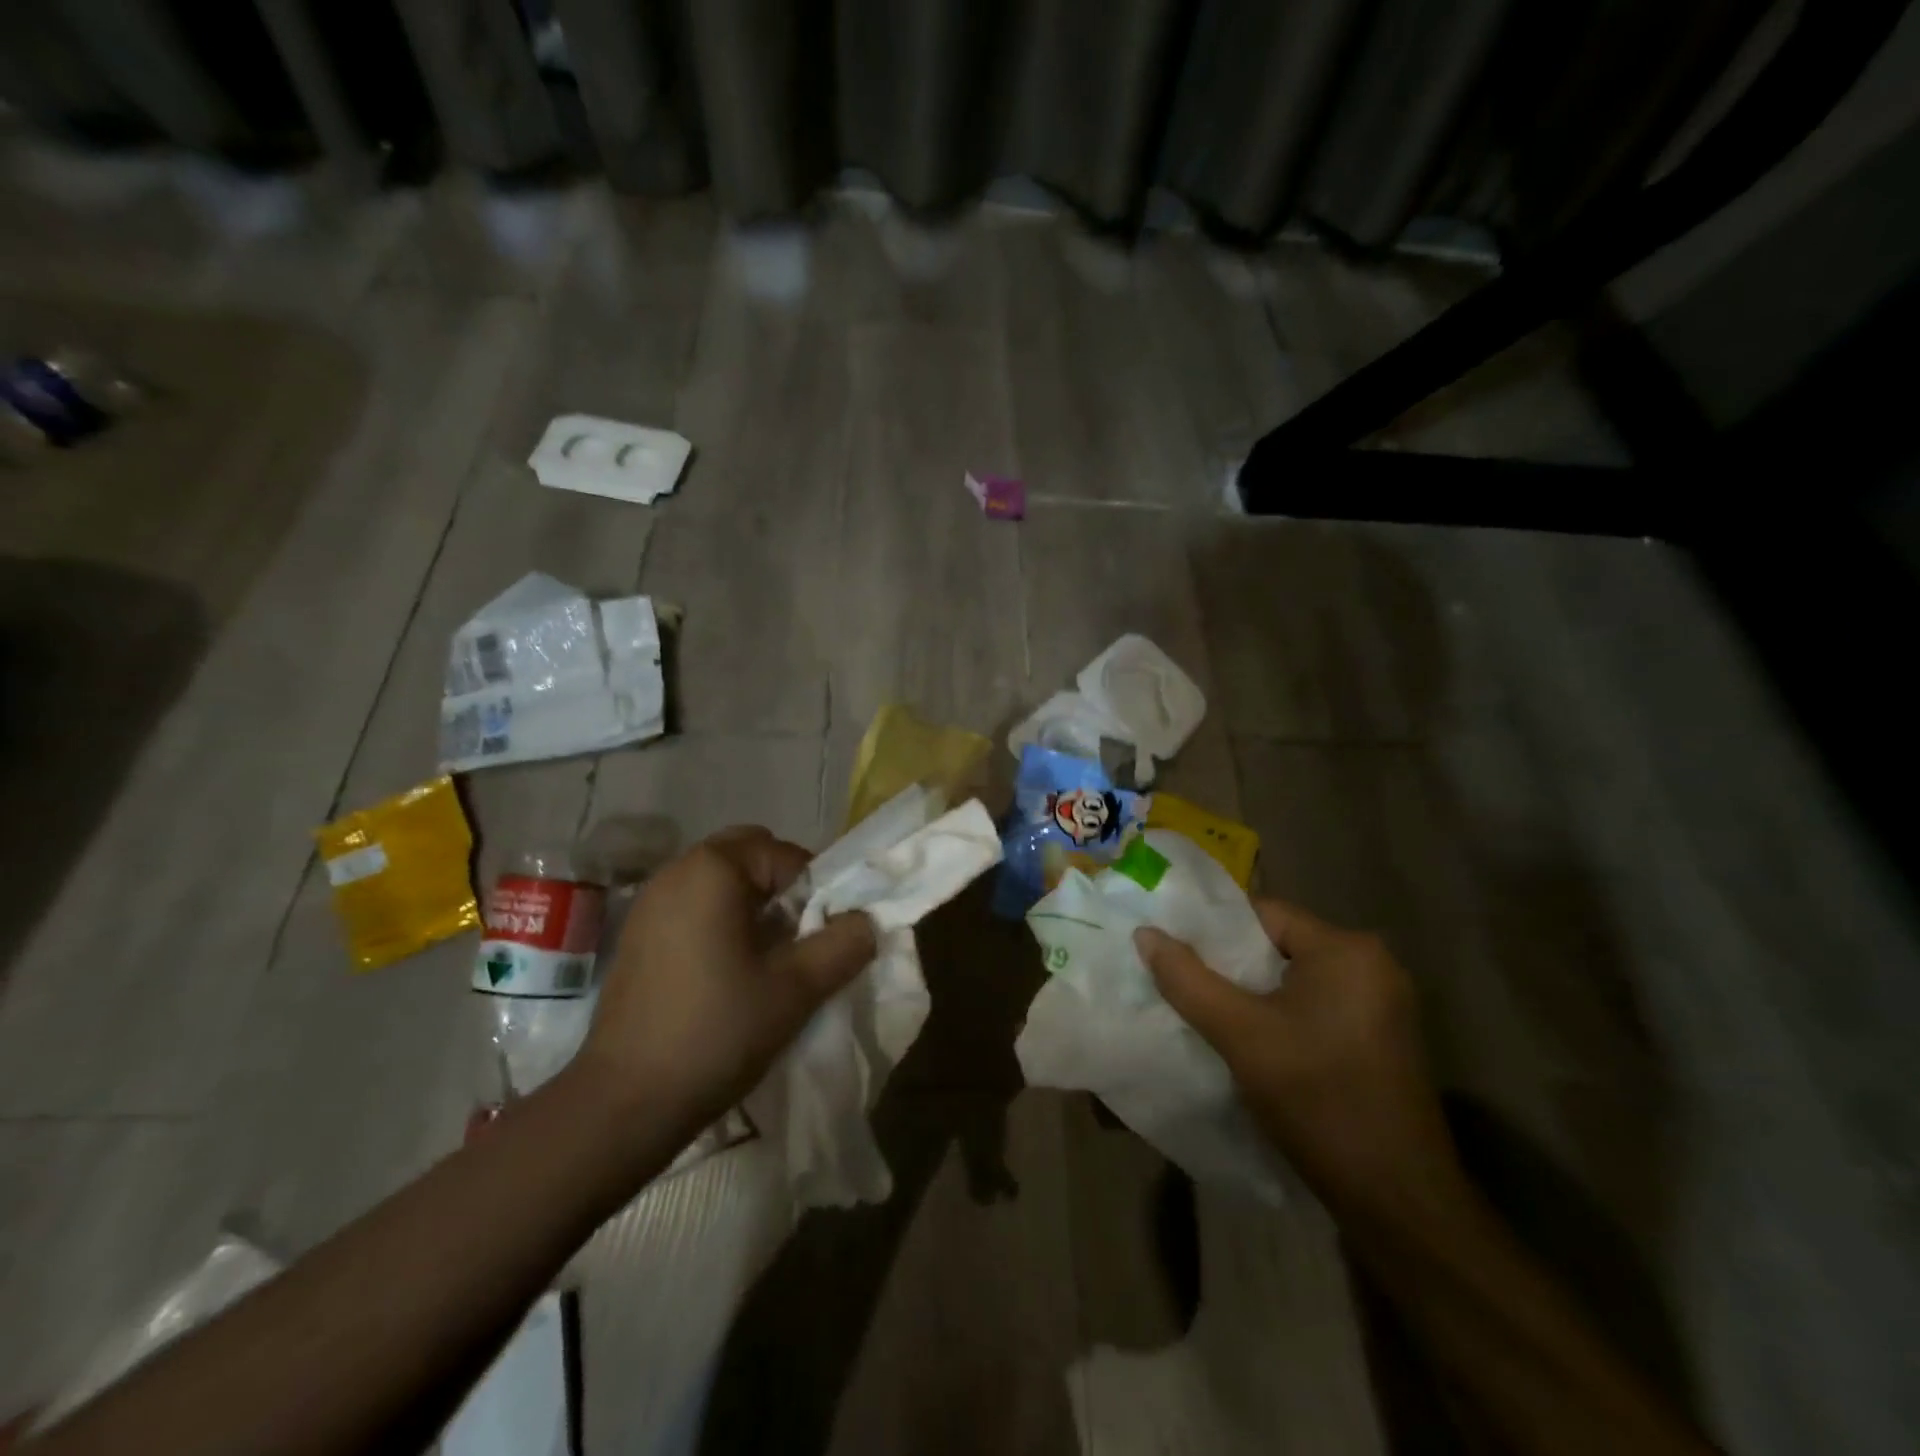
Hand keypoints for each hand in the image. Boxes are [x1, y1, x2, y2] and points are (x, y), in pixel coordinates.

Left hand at [577, 826, 875, 1134]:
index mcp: (713, 870)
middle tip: (798, 938)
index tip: (824, 935)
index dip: (816, 889)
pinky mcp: (637, 934)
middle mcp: (676, 872)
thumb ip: (843, 945)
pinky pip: (693, 905)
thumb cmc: (717, 1032)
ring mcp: (650, 902)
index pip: (785, 854)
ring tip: (768, 958)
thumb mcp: (796, 989)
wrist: (625, 1102)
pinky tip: (728, 971)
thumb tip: (867, 920)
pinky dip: (721, 920)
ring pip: (720, 881)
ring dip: (752, 904)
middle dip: (782, 888)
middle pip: (749, 855)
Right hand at [1135, 902, 1468, 1219]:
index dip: (1213, 930)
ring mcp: (1382, 1003)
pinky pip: (1316, 1005)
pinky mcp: (1381, 1037)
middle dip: (1230, 964)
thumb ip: (1188, 980)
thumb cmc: (1318, 1101)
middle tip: (1182, 982)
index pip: (1263, 914)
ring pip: (1295, 978)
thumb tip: (1146, 934)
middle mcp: (1372, 964)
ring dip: (1253, 993)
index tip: (1174, 950)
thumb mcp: (1241, 1036)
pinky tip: (1251, 1041)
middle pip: (1279, 945)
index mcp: (1347, 949)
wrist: (1397, 1202)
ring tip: (1207, 1011)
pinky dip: (1281, 1014)